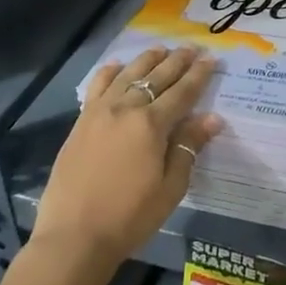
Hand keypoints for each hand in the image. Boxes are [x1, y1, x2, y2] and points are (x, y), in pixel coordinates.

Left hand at [34, 46, 221, 267]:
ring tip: (161, 49)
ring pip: (127, 74)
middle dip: (177, 61)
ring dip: (147, 60)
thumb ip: (188, 147)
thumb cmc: (130, 217)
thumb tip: (211, 118)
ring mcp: (99, 112)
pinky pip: (97, 86)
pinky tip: (118, 66)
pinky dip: (110, 72)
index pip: (182, 92)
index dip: (199, 74)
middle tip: (192, 48)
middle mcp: (126, 108)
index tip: (211, 59)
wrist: (74, 237)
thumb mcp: (170, 187)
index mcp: (152, 124)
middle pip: (156, 76)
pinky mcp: (81, 122)